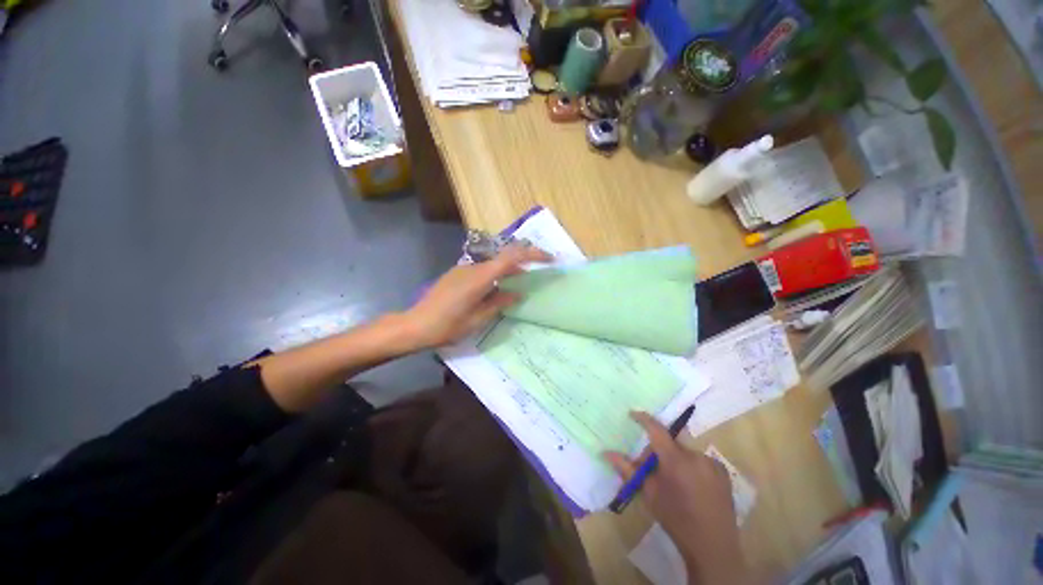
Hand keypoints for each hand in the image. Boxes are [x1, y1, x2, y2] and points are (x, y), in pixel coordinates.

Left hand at [402, 245, 552, 348]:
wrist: (415, 326)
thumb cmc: (447, 326)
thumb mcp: (478, 319)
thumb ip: (499, 302)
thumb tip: (517, 293)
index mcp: (480, 277)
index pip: (512, 257)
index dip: (533, 254)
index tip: (549, 259)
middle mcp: (472, 267)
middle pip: (504, 257)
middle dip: (523, 263)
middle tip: (536, 276)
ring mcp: (463, 269)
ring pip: (493, 264)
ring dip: (508, 271)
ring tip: (518, 286)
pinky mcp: (457, 273)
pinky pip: (482, 270)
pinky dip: (495, 275)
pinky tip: (496, 290)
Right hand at [604, 412, 747, 584]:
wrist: (713, 547)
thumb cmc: (675, 518)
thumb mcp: (649, 493)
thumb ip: (628, 469)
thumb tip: (606, 452)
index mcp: (675, 459)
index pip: (656, 429)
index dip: (643, 419)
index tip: (633, 414)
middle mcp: (695, 455)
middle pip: (670, 443)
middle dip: (659, 451)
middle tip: (652, 469)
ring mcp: (712, 464)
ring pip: (685, 453)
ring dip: (676, 460)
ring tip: (673, 482)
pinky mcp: (723, 473)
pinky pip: (701, 461)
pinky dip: (691, 467)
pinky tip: (691, 487)